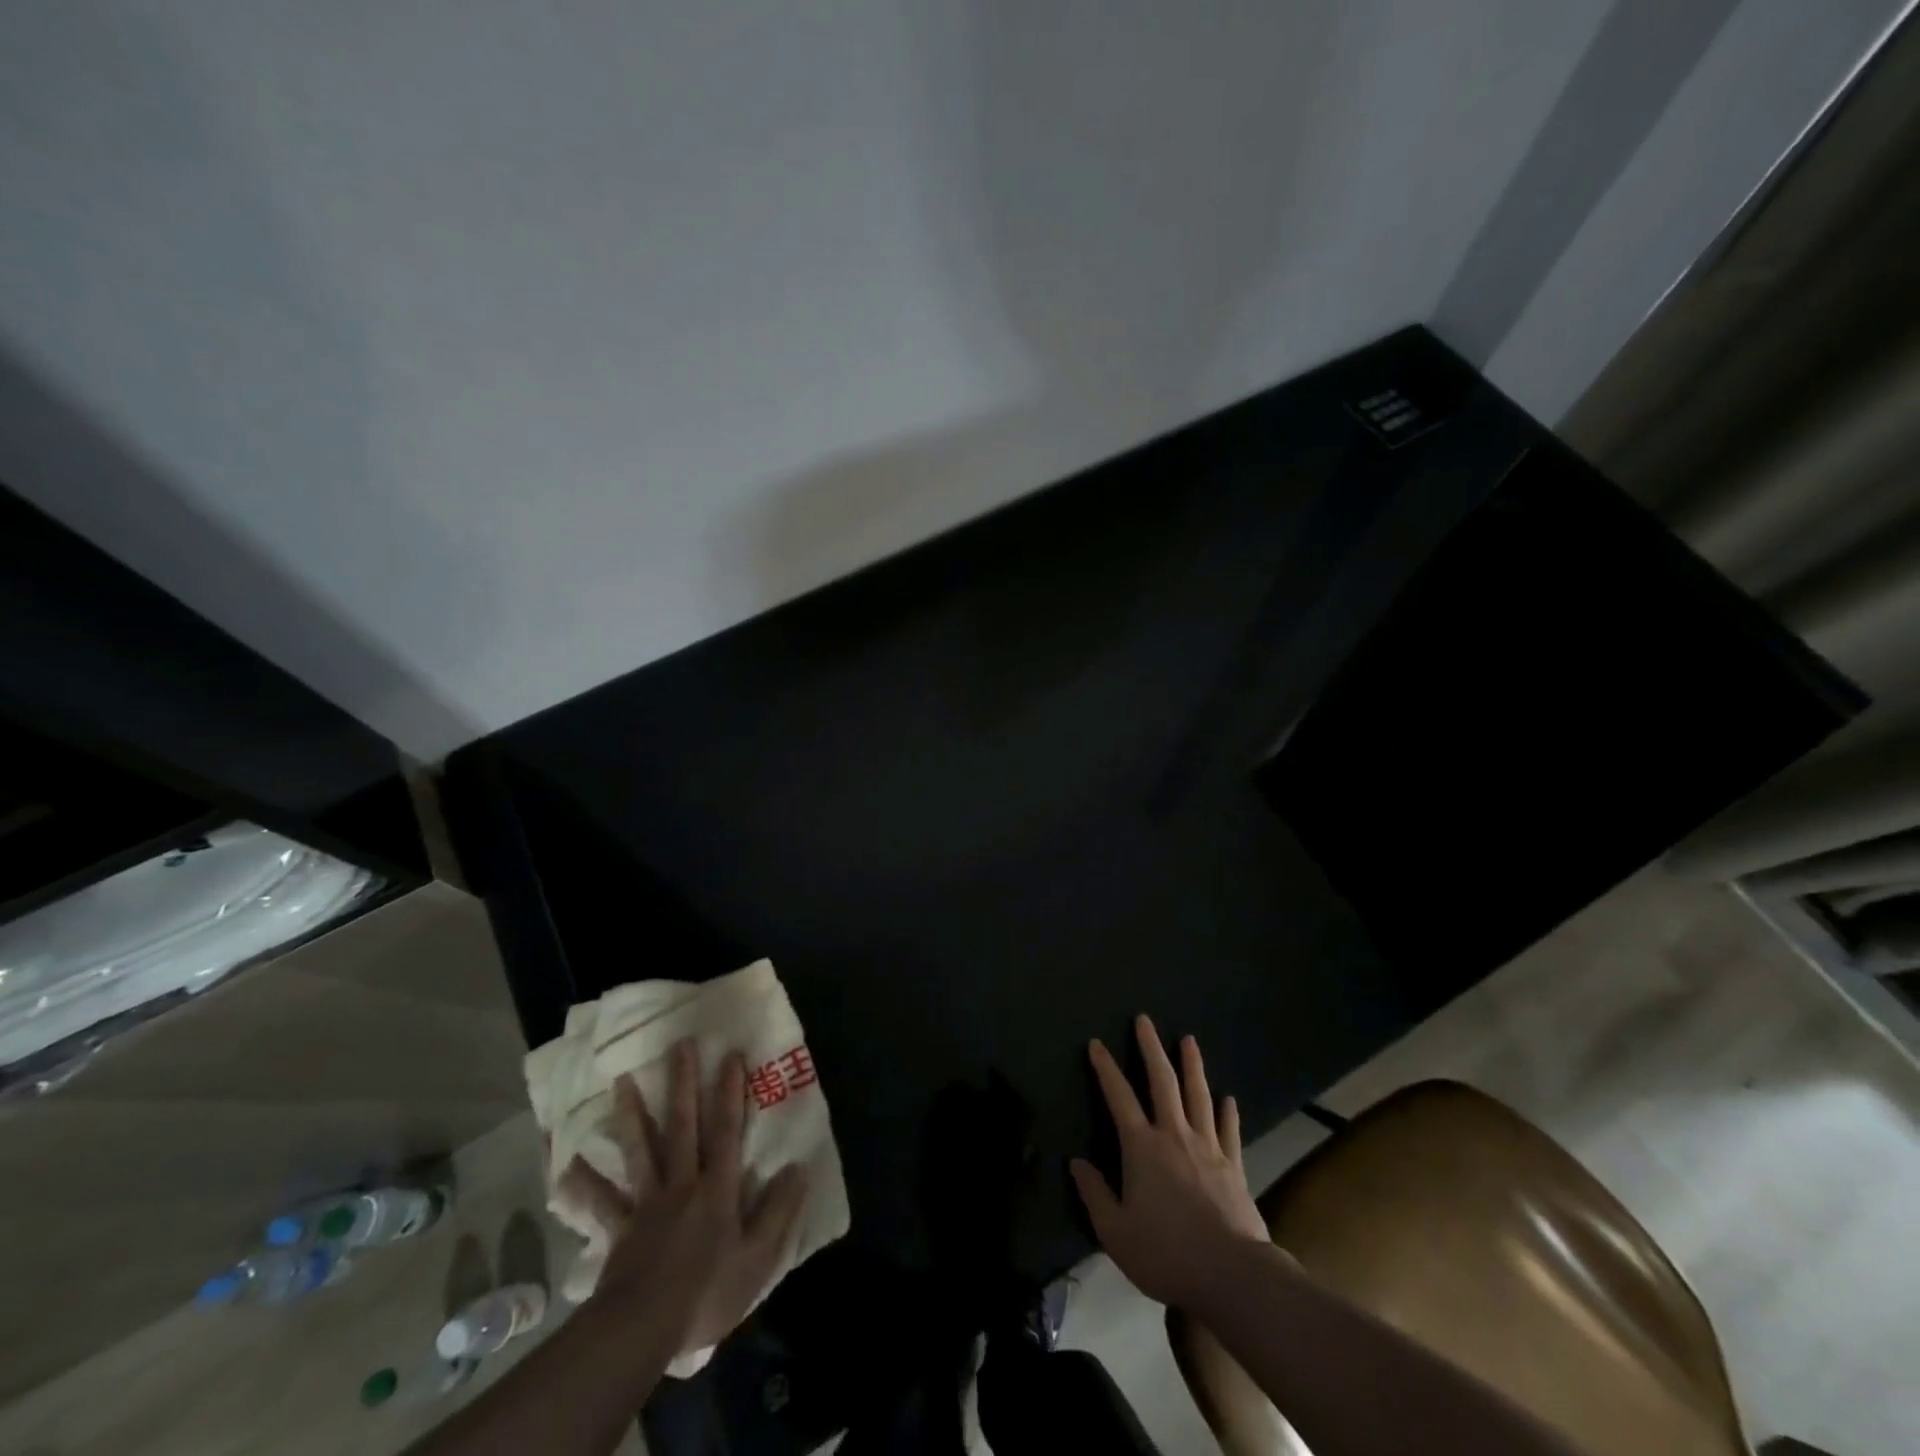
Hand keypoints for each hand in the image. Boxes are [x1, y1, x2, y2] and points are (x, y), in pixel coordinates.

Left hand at [561, 1040, 809, 1354]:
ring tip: (622, 1081)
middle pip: (682, 1126)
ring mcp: (646, 1203)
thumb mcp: (758, 1259)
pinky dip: (584, 1184)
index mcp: (717, 1189)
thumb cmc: (706, 1294)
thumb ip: (779, 1212)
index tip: (730, 1055)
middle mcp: (682, 1184)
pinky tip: (567, 1165)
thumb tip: (800, 1168)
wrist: (641, 1331)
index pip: (726, 1131)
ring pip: (640, 1150)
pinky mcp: (619, 1228)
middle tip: (680, 1045)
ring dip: (632, 1114)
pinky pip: (601, 1202)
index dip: (730, 1092)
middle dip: (683, 1084)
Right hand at [1071, 1016, 1269, 1308]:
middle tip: (1145, 1020)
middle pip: (1162, 1081)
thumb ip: (1094, 1194)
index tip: (1096, 1044)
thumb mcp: (1116, 1232)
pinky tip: (1228, 1098)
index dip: (1105, 1068)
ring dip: (1192, 1065)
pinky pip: (1229, 1130)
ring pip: (1198, 1095)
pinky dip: (1228, 1111)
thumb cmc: (1167, 1252)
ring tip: (1189, 1039)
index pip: (1119, 1097)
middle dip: (1151, 1048)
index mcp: (1142, 1147)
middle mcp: (1174, 1135)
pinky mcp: (1233, 1165)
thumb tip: (1076, 1162)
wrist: (1231, 1274)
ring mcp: (1208, 1147)